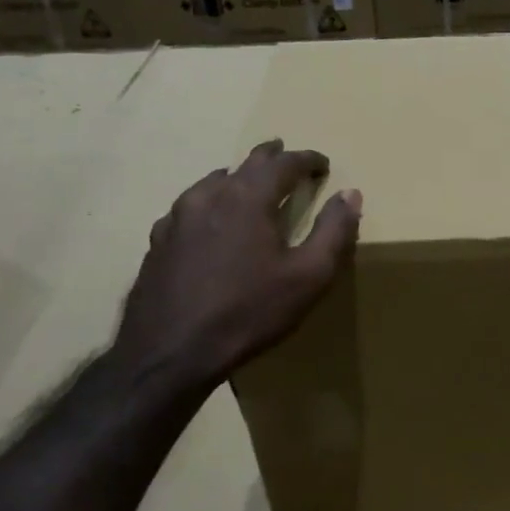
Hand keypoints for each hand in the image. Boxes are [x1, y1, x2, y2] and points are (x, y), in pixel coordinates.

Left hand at [112, 140, 361, 401]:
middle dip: (271, 158)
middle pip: (246, 164)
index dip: (308, 160)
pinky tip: (210, 221)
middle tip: (287, 156)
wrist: (169, 353)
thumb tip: (351, 194)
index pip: (284, 163)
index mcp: (249, 198)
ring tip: (250, 184)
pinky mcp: (159, 241)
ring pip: (213, 182)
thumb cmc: (248, 312)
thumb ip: (334, 231)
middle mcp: (210, 195)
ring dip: (238, 178)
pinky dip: (210, 203)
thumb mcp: (309, 277)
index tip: (323, 164)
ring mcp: (177, 217)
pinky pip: (189, 207)